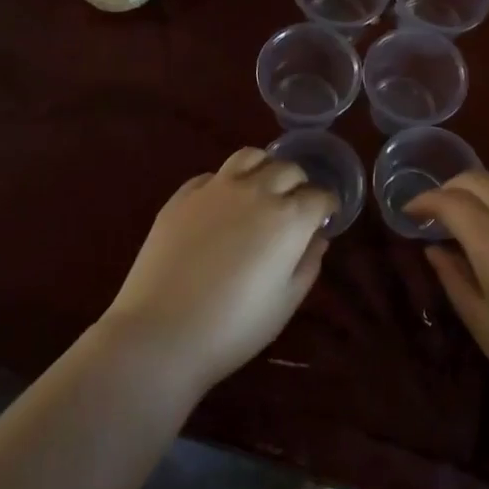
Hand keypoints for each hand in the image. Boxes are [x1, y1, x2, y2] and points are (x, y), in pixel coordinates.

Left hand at [98, 148, 335, 397]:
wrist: (161, 331)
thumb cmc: (233, 327)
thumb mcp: (285, 303)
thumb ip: (307, 264)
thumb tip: (316, 238)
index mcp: (288, 218)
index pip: (319, 195)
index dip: (327, 206)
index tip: (325, 217)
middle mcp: (256, 191)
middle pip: (288, 169)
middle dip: (299, 183)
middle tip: (296, 205)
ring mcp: (216, 188)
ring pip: (250, 156)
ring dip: (265, 168)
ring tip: (262, 188)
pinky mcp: (183, 195)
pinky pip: (213, 174)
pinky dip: (227, 182)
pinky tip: (223, 204)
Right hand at [406, 172, 488, 432]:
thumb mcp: (482, 323)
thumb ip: (453, 278)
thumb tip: (434, 248)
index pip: (452, 201)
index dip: (425, 200)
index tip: (410, 212)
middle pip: (481, 179)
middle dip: (452, 187)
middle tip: (438, 210)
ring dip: (484, 188)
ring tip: (472, 213)